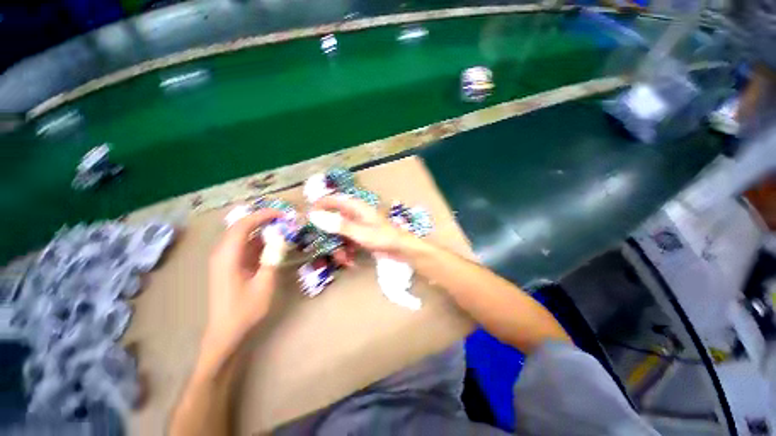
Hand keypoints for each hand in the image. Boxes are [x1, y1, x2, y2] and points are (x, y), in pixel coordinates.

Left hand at [201, 208, 283, 366]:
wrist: (226, 332)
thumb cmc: (244, 310)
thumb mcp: (264, 284)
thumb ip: (272, 258)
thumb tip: (282, 238)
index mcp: (227, 256)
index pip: (242, 225)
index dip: (262, 215)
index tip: (282, 214)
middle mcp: (222, 253)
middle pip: (241, 227)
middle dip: (263, 220)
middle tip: (285, 220)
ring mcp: (225, 259)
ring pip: (243, 236)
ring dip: (262, 230)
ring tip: (282, 229)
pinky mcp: (230, 265)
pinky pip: (244, 247)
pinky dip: (259, 242)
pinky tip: (273, 244)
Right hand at [312, 195, 413, 256]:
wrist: (402, 250)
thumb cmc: (382, 237)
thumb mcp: (359, 232)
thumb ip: (337, 224)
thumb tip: (314, 215)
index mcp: (355, 207)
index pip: (332, 200)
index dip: (319, 206)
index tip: (307, 218)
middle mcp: (355, 214)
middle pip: (333, 220)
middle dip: (328, 235)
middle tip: (323, 247)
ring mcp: (358, 226)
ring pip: (339, 234)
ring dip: (338, 247)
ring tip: (343, 259)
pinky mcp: (361, 237)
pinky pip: (347, 242)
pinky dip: (347, 251)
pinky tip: (351, 261)